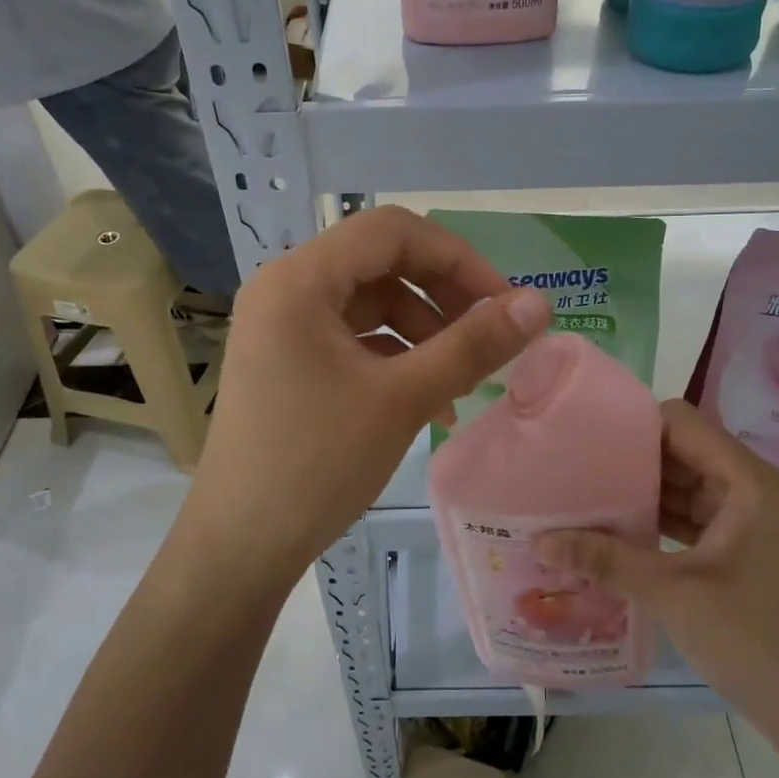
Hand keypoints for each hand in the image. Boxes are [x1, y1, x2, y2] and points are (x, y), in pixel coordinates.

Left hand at [179, 206, 551, 585]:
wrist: (239, 546)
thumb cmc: (316, 464)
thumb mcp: (403, 399)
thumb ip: (472, 345)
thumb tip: (539, 304)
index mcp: (299, 279)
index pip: (391, 231)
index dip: (456, 258)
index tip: (503, 303)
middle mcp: (284, 287)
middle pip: (380, 262)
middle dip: (442, 295)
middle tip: (489, 338)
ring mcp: (281, 324)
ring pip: (370, 302)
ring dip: (423, 331)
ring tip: (458, 385)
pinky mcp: (286, 357)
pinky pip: (352, 335)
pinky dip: (394, 355)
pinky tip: (427, 399)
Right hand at [539, 399, 778, 740]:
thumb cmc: (755, 640)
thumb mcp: (672, 593)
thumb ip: (604, 560)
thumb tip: (538, 541)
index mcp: (748, 481)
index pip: (681, 422)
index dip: (633, 424)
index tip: (584, 437)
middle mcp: (750, 490)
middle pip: (680, 451)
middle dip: (628, 460)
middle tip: (571, 467)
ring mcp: (748, 522)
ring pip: (683, 486)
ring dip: (639, 493)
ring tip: (581, 495)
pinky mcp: (740, 551)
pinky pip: (690, 519)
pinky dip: (655, 521)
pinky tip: (612, 533)